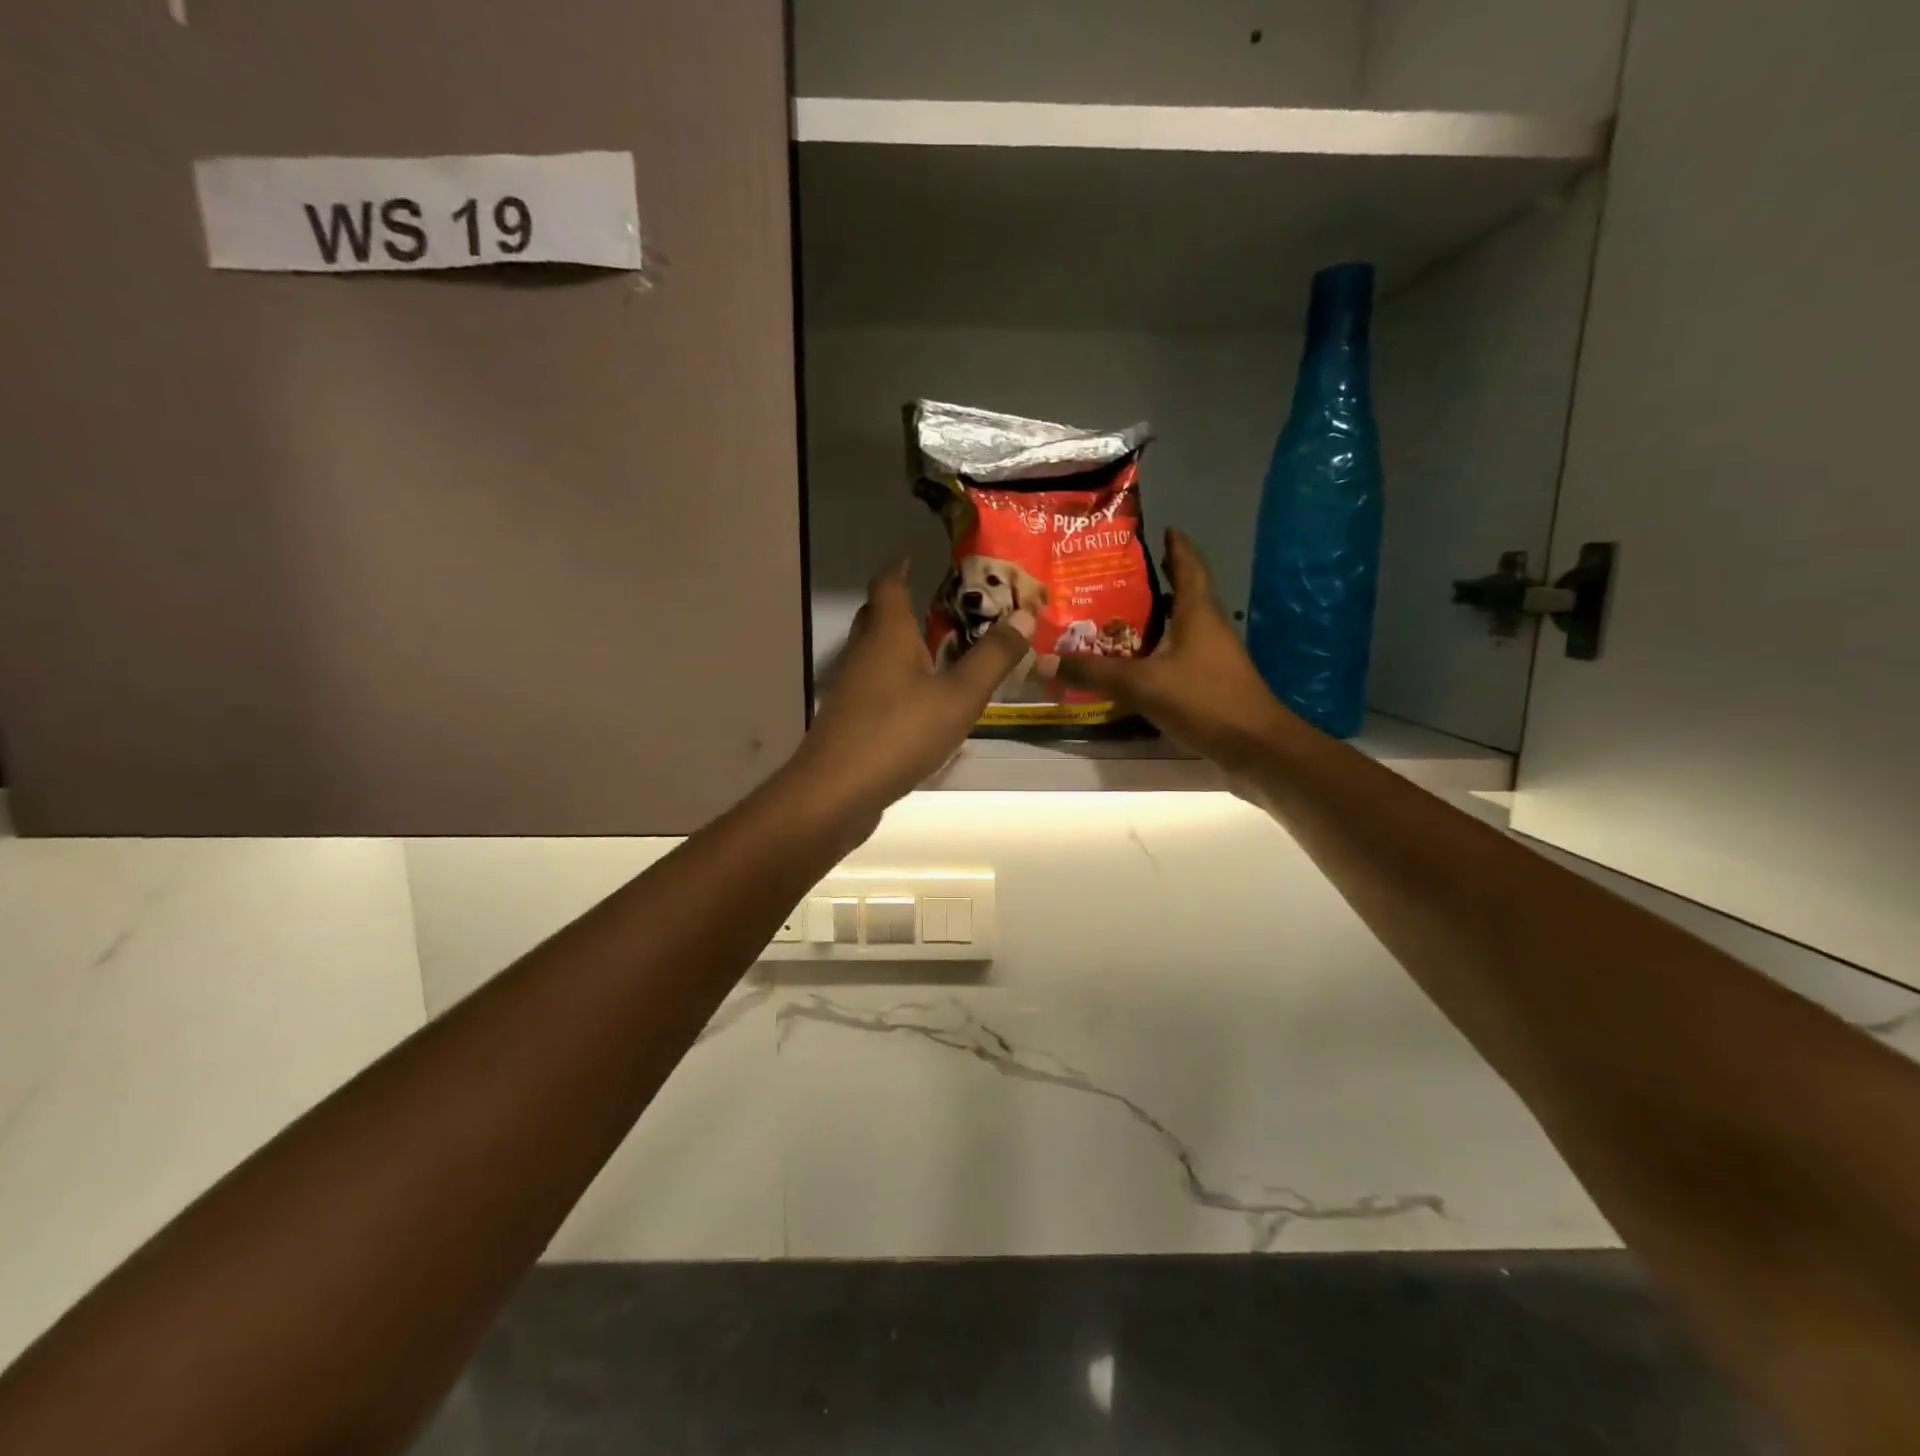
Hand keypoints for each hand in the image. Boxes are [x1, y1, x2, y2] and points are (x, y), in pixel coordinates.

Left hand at [782, 559, 1032, 824]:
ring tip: (941, 648)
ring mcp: (852, 688)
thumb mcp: (958, 696)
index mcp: (887, 635)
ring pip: (876, 653)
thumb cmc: (899, 734)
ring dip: (903, 644)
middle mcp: (864, 653)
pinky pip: (877, 685)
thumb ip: (992, 658)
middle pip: (878, 615)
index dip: (902, 565)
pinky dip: (899, 679)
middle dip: (904, 603)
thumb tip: (1025, 614)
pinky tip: (923, 700)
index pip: (889, 584)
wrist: (836, 792)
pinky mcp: (850, 720)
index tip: (919, 555)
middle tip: (942, 602)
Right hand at [1049, 529, 1295, 768]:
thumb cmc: (1204, 700)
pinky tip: (1131, 667)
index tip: (1162, 529)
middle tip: (1115, 578)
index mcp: (1198, 613)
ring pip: (1179, 629)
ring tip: (1113, 619)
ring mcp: (1212, 659)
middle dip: (1154, 584)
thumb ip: (1094, 673)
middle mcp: (1208, 629)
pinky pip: (1177, 659)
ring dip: (1152, 622)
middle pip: (1182, 596)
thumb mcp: (1142, 684)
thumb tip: (1042, 662)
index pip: (1188, 566)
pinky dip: (1155, 655)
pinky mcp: (1210, 686)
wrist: (1255, 748)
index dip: (1176, 546)